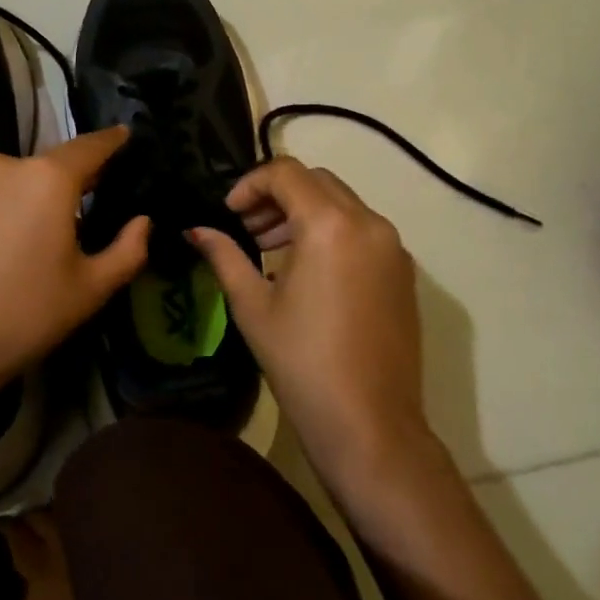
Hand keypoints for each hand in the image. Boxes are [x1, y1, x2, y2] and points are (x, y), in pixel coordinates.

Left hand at [0, 127, 150, 412]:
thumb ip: (128, 249)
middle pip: (50, 166)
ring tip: (37, 235)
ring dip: (31, 197)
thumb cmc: (24, 314)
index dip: (112, 141)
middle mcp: (6, 166)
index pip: (90, 146)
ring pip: (15, 181)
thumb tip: (142, 222)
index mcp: (49, 178)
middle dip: (71, 181)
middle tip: (87, 208)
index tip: (126, 135)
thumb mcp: (90, 289)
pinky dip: (0, 209)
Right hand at [188, 158, 435, 500]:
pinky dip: (331, 231)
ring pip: (341, 203)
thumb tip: (196, 231)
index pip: (286, 173)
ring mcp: (393, 247)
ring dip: (303, 212)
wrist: (370, 426)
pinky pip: (362, 229)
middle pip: (316, 181)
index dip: (250, 184)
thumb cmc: (302, 364)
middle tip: (247, 228)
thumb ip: (224, 256)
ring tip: (271, 249)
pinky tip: (306, 270)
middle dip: (277, 195)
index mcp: (330, 224)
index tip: (229, 213)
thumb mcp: (253, 306)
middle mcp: (369, 223)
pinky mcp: (403, 271)